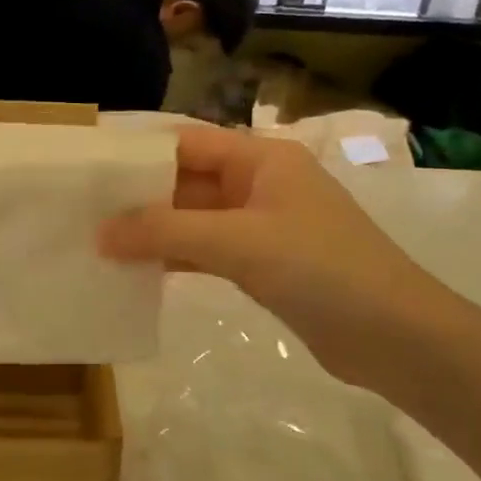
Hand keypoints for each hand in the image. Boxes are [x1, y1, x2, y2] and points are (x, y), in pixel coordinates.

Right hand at [100, 126, 458, 390]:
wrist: (397, 339)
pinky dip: (176, 258)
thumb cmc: (321, 270)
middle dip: (139, 195)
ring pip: (195, 218)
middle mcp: (260, 183)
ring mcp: (263, 226)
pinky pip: (208, 251)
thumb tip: (100, 233)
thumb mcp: (238, 242)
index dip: (138, 153)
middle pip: (188, 179)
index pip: (186, 142)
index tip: (89, 169)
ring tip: (99, 241)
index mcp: (261, 158)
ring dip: (154, 230)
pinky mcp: (265, 264)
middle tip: (83, 210)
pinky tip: (138, 271)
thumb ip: (166, 232)